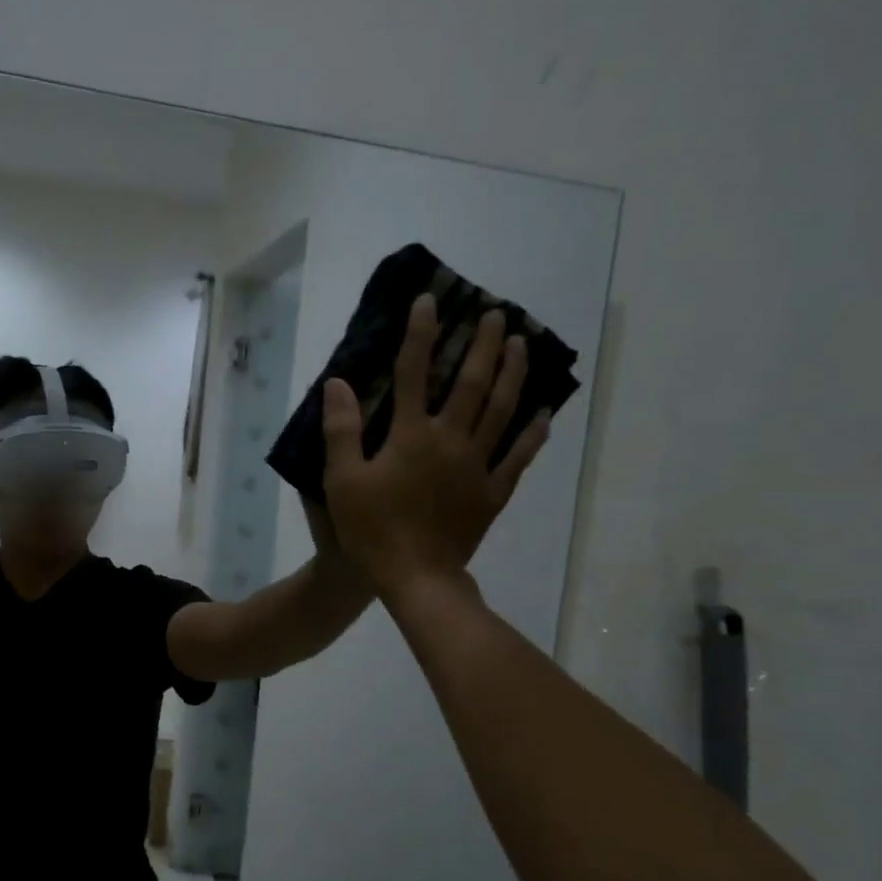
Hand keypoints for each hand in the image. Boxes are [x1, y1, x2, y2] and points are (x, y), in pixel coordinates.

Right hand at [320, 295, 550, 597]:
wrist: (416, 579)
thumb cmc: (372, 530)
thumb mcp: (342, 481)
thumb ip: (341, 430)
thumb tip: (338, 383)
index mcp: (411, 436)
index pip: (414, 373)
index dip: (420, 335)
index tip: (428, 301)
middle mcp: (450, 440)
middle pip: (472, 383)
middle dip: (484, 345)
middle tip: (497, 314)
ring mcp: (478, 466)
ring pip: (502, 411)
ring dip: (514, 374)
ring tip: (522, 345)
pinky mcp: (492, 493)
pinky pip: (518, 457)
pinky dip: (532, 433)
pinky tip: (543, 413)